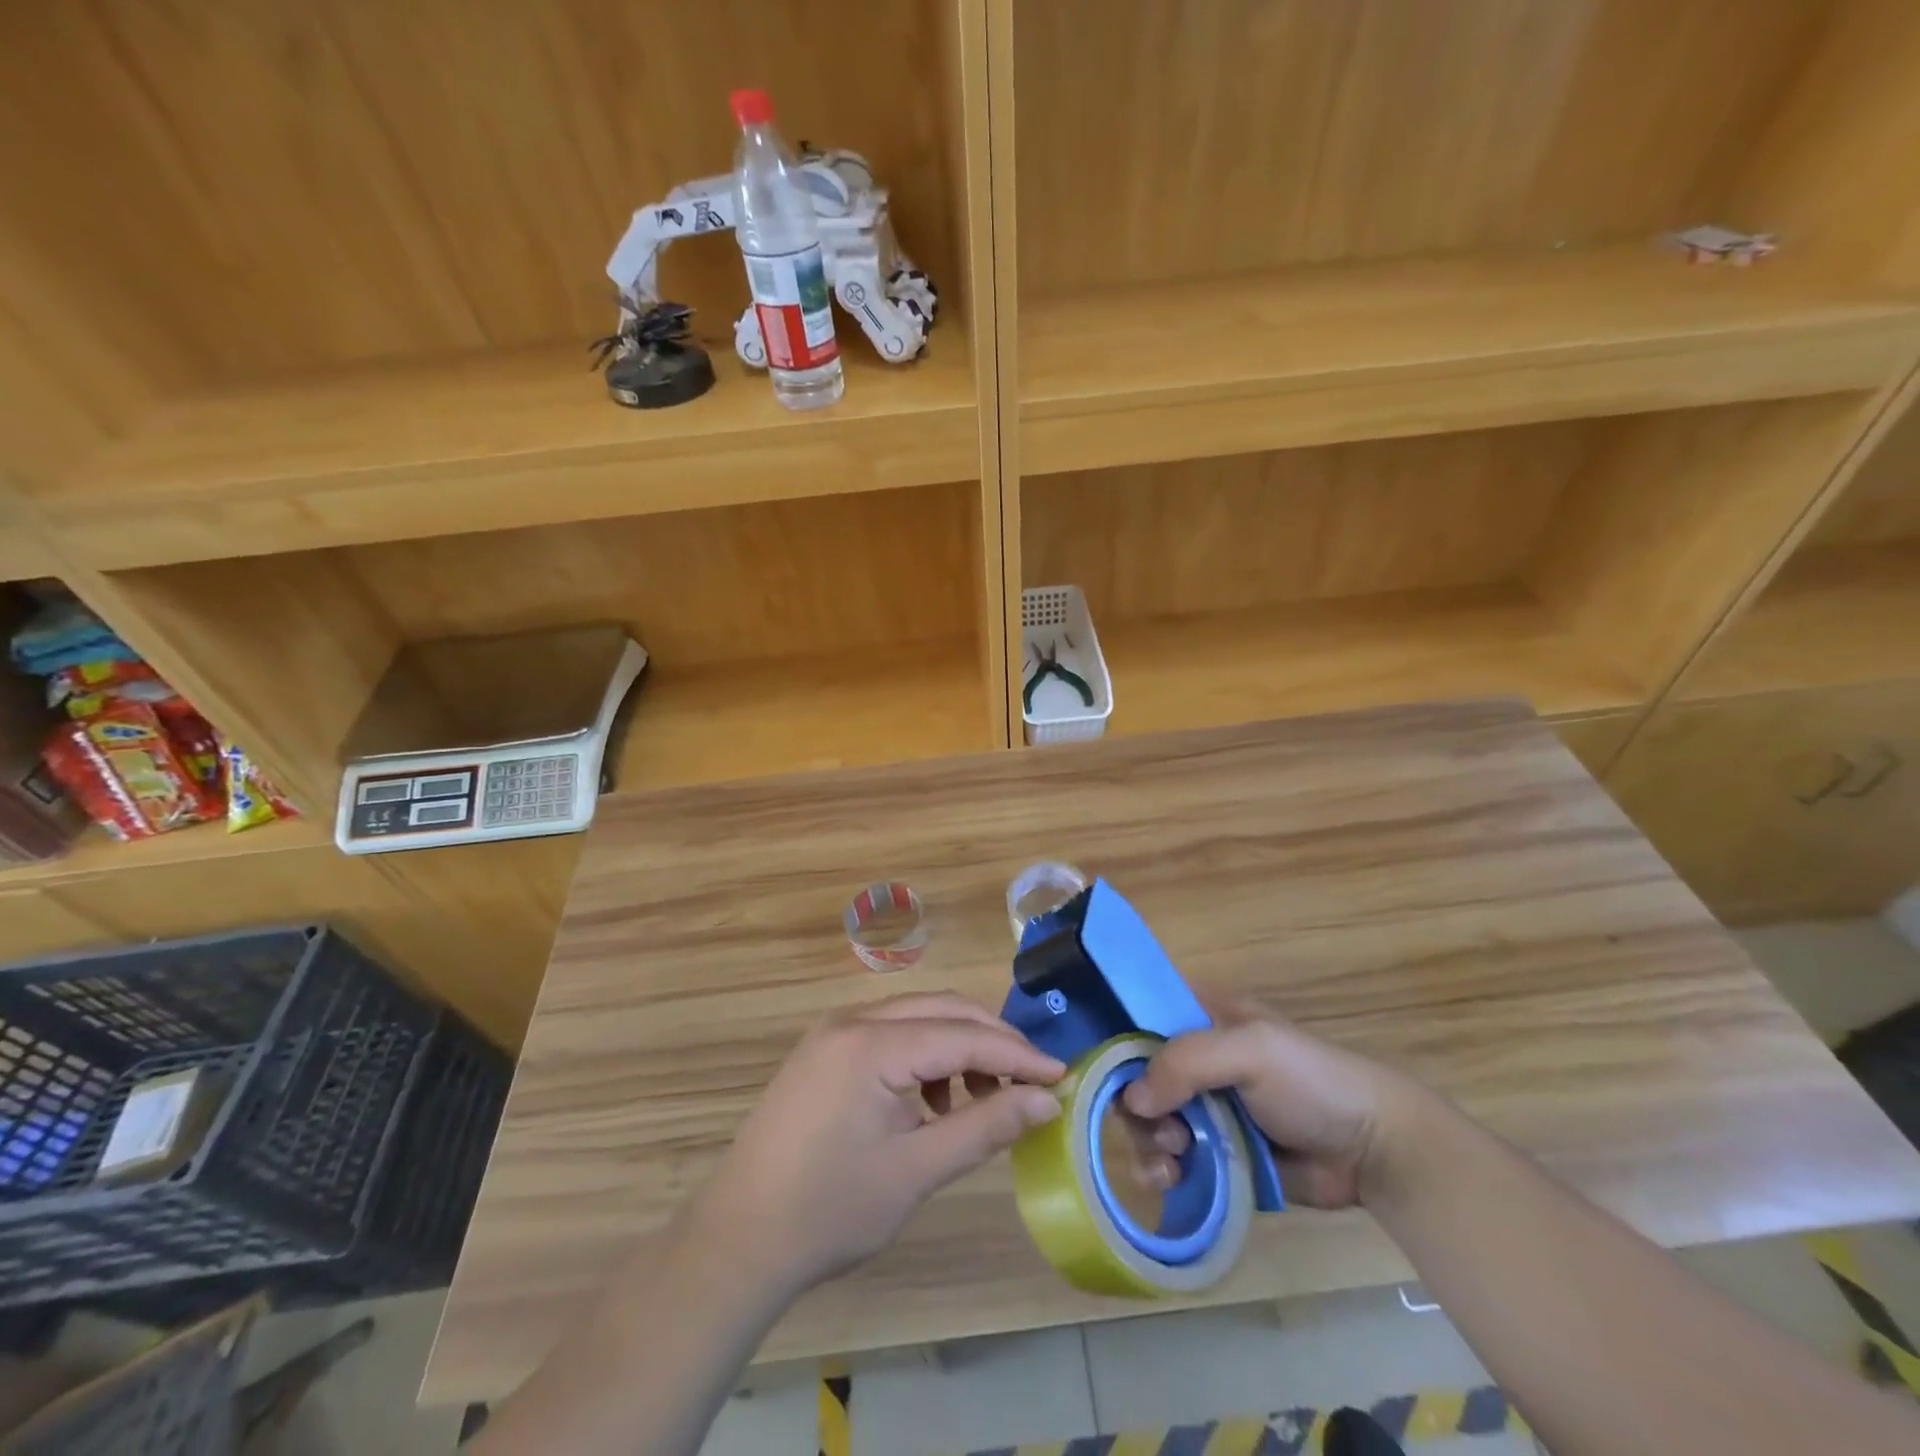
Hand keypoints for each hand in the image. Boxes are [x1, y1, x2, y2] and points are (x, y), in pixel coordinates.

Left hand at [686, 993, 1064, 1294]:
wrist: (737, 1240)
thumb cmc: (829, 1211)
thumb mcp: (916, 1171)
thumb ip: (985, 1127)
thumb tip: (1046, 1101)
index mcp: (872, 1043)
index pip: (964, 1036)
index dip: (1017, 1057)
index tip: (1062, 1077)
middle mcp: (852, 1019)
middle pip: (942, 1011)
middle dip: (992, 1042)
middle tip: (1032, 1082)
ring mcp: (833, 1031)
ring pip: (916, 1018)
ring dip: (958, 1048)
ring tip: (982, 1101)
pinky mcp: (824, 1050)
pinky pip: (890, 1034)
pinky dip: (924, 1057)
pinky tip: (933, 1103)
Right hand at [1122, 997, 1428, 1208]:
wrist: (1375, 1150)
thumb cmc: (1312, 1081)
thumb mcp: (1250, 1052)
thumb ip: (1185, 1063)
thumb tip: (1131, 1100)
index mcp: (1202, 1016)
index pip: (1140, 1015)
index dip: (1117, 1038)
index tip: (1102, 1071)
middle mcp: (1196, 1058)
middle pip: (1137, 1074)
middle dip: (1136, 1104)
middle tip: (1161, 1129)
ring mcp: (1205, 1106)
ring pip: (1149, 1119)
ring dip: (1149, 1140)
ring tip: (1173, 1159)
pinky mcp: (1216, 1152)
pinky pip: (1172, 1158)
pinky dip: (1163, 1168)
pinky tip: (1173, 1179)